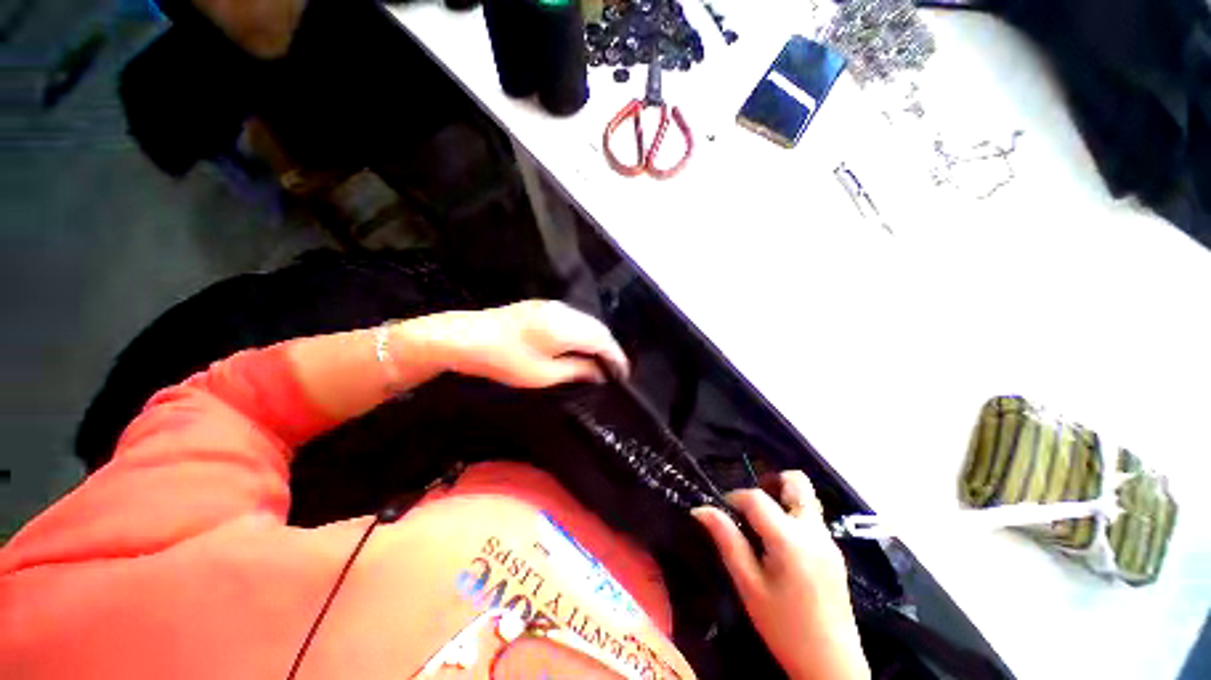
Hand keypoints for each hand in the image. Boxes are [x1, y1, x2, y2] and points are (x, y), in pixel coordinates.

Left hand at [422, 300, 628, 388]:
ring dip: (597, 340)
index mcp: (566, 327)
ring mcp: (553, 306)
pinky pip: (575, 319)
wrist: (466, 337)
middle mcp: (564, 311)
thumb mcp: (543, 374)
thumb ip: (576, 370)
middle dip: (609, 348)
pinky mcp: (543, 307)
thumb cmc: (503, 360)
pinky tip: (579, 346)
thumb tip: (599, 372)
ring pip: (587, 322)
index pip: (603, 340)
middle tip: (613, 369)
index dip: (616, 357)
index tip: (623, 374)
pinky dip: (584, 333)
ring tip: (599, 361)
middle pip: (598, 328)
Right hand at [692, 471, 869, 679]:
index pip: (757, 497)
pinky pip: (811, 518)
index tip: (723, 512)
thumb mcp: (748, 585)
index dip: (735, 497)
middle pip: (796, 482)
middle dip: (770, 483)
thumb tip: (700, 509)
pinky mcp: (835, 552)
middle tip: (751, 507)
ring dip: (782, 499)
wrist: (832, 665)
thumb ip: (726, 540)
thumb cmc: (784, 627)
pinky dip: (792, 517)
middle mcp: (813, 531)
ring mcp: (828, 541)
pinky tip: (780, 547)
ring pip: (806, 498)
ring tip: (762, 526)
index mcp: (790, 538)